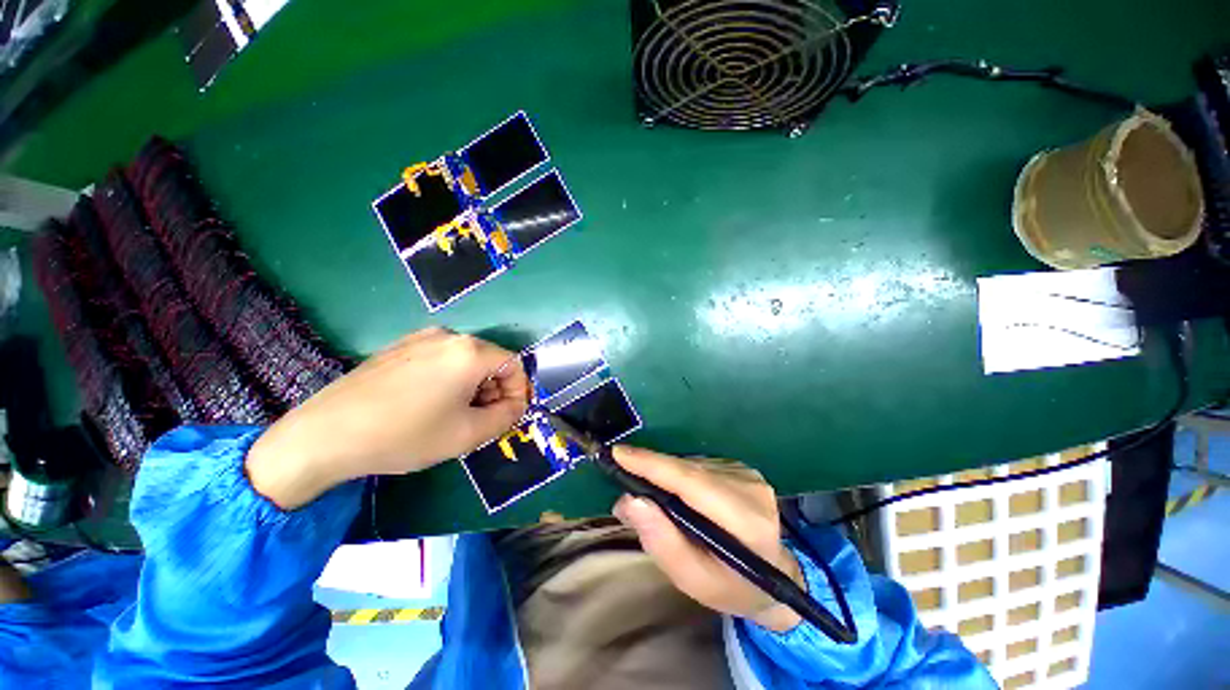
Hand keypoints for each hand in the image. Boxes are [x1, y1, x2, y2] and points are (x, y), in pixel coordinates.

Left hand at [247, 328, 528, 509]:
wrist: (324, 435)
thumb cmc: (404, 434)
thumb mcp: (467, 434)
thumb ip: (506, 417)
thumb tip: (515, 406)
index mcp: (469, 351)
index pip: (513, 364)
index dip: (518, 391)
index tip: (510, 416)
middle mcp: (448, 336)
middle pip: (490, 360)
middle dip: (495, 390)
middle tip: (483, 420)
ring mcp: (419, 338)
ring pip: (465, 360)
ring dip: (473, 386)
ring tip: (456, 415)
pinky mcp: (398, 347)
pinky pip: (440, 359)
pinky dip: (450, 379)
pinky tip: (429, 404)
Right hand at [611, 447, 805, 631]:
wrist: (777, 577)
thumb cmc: (732, 587)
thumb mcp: (694, 581)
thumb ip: (662, 542)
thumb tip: (630, 501)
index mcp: (747, 522)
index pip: (693, 483)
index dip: (654, 465)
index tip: (619, 454)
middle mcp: (750, 489)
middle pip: (689, 470)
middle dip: (650, 469)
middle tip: (620, 475)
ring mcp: (748, 475)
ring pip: (692, 465)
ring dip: (664, 473)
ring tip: (644, 489)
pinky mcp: (742, 469)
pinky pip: (699, 465)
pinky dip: (678, 474)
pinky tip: (672, 490)